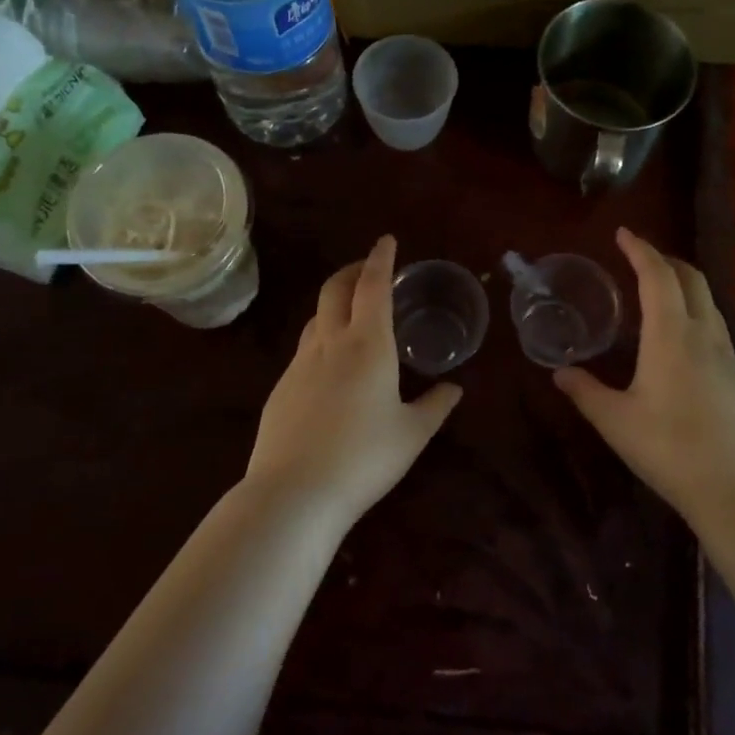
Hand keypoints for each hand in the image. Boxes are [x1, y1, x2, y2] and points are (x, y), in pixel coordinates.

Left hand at [246, 235, 461, 522]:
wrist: (294, 493)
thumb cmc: (364, 458)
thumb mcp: (412, 434)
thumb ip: (436, 406)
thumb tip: (454, 388)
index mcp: (367, 345)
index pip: (373, 286)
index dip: (381, 259)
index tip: (387, 241)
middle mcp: (330, 343)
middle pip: (335, 290)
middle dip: (352, 270)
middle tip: (368, 269)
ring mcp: (299, 364)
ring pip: (315, 318)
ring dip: (334, 302)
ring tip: (351, 313)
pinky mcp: (281, 388)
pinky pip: (303, 348)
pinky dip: (320, 337)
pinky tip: (330, 364)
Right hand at [554, 227, 734, 519]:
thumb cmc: (671, 450)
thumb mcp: (616, 422)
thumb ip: (585, 392)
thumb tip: (560, 372)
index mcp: (671, 335)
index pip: (658, 276)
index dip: (640, 249)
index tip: (623, 233)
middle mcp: (704, 333)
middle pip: (691, 278)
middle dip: (665, 259)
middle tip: (638, 257)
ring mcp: (727, 354)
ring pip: (707, 300)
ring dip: (683, 282)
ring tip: (657, 289)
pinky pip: (714, 323)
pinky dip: (693, 309)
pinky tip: (679, 334)